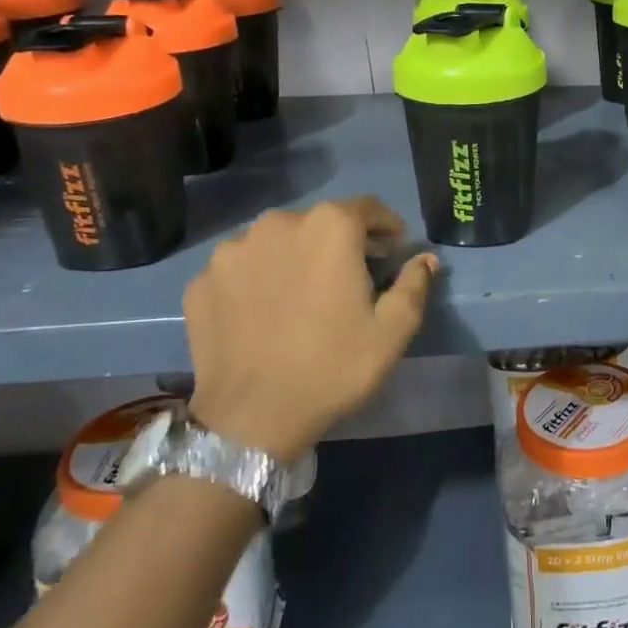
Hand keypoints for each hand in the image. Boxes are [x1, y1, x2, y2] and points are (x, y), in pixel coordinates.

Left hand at [183, 197, 439, 462]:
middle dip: (341, 242)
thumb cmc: (333, 367)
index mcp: (329, 227)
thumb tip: (425, 259)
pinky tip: (266, 311)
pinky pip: (242, 268)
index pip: (367, 208)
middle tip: (353, 276)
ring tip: (304, 294)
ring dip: (296, 257)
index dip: (386, 226)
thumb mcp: (393, 330)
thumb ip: (414, 283)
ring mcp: (232, 251)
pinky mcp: (202, 281)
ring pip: (277, 242)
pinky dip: (258, 279)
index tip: (394, 250)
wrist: (251, 419)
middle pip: (319, 222)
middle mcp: (278, 224)